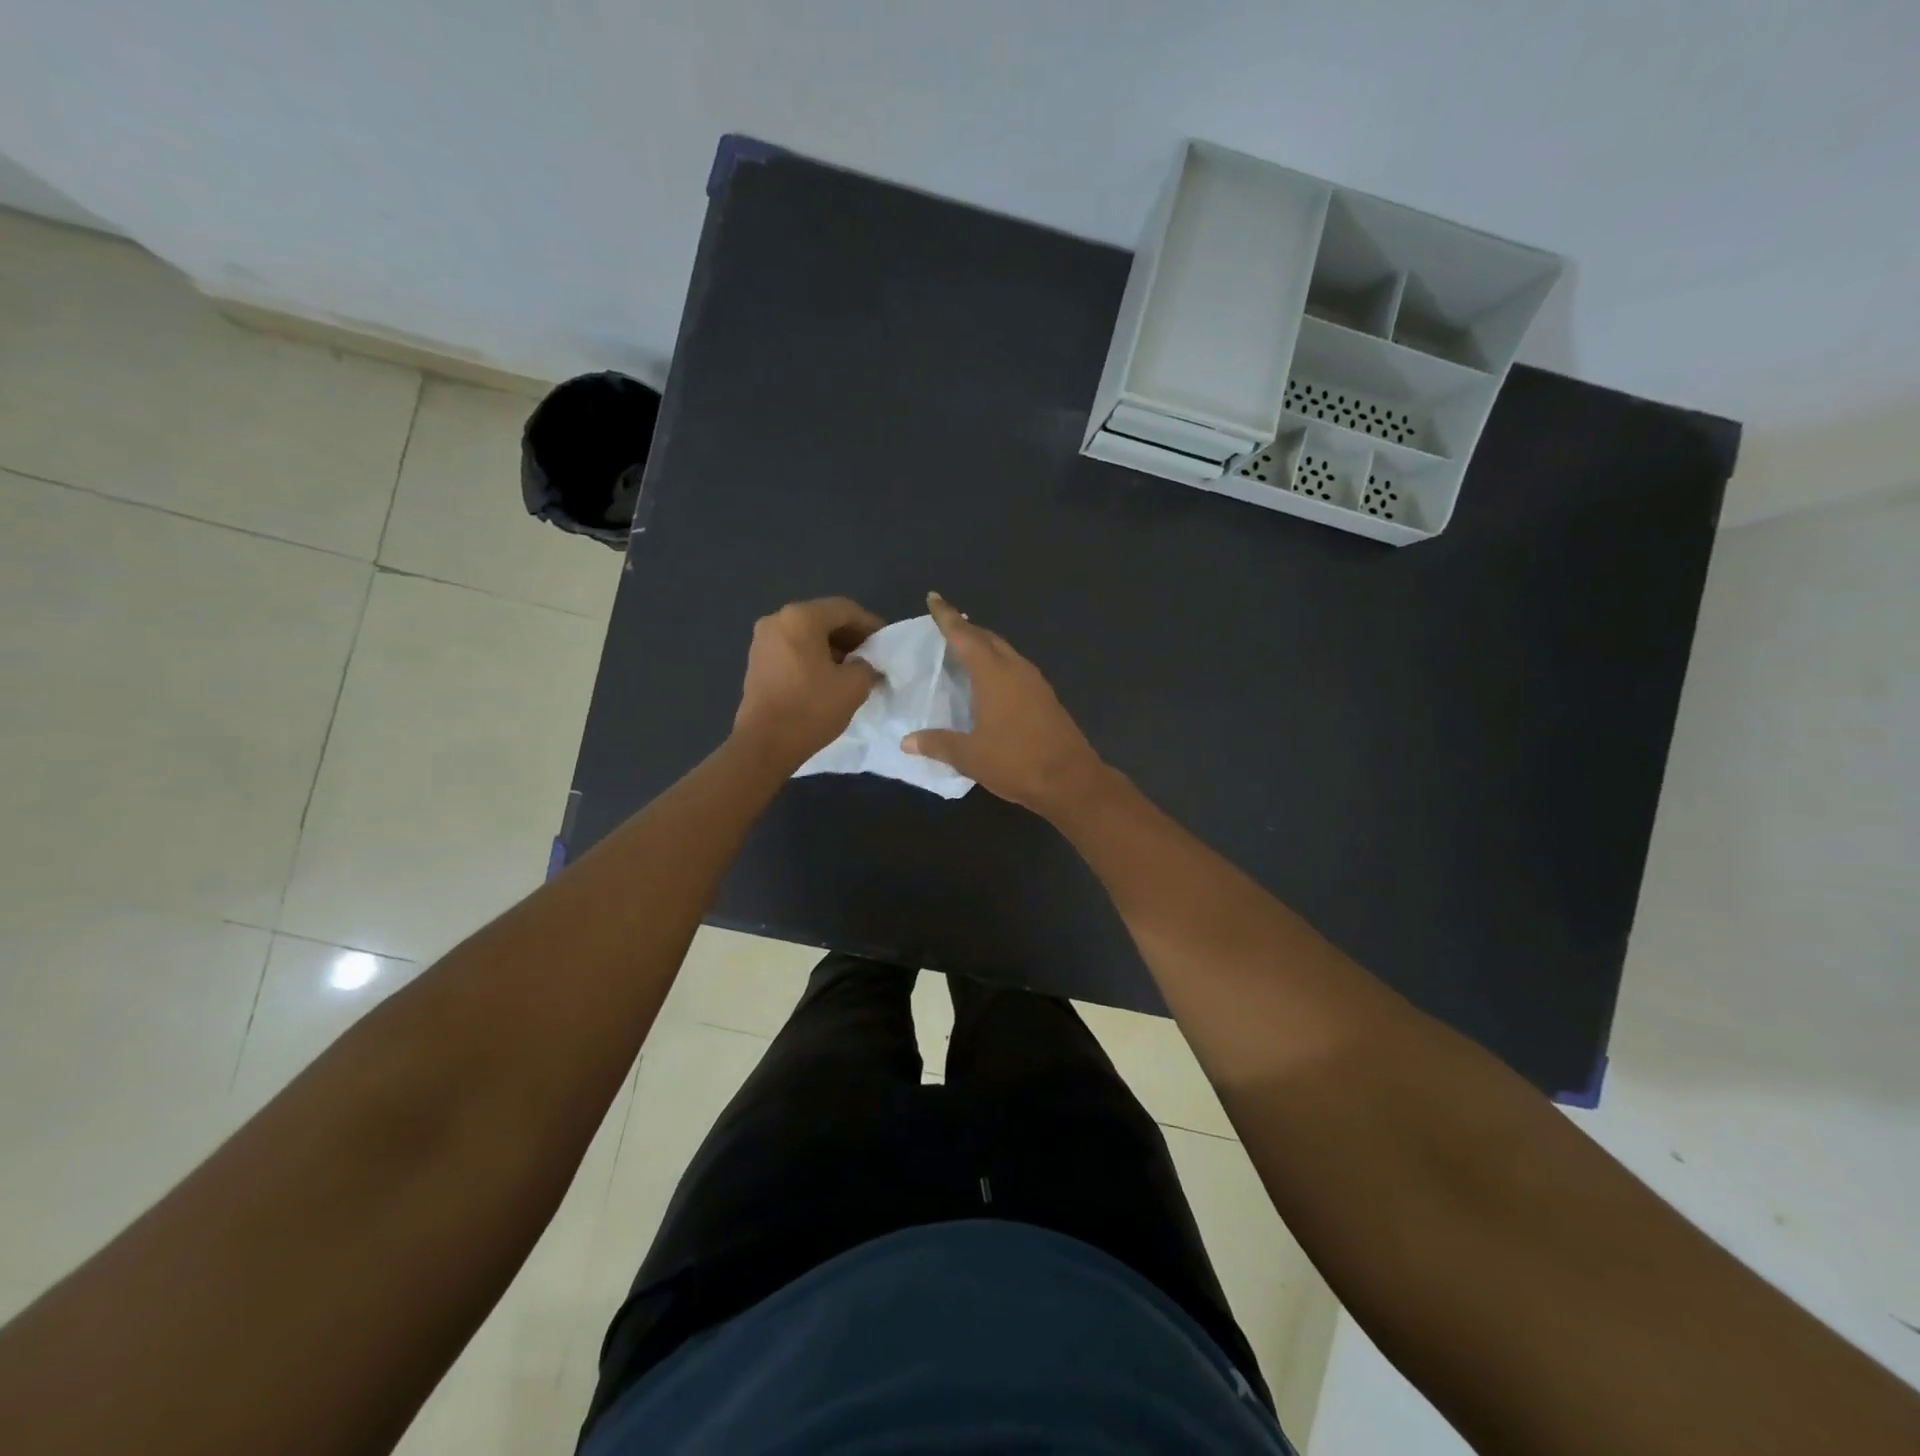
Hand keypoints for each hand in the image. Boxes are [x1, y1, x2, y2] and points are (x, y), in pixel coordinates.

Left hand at [733, 597, 884, 769]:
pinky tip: (828, 676)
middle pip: (823, 618)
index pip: (845, 610)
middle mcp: (778, 619)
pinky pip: (793, 648)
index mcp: (801, 617)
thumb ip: (868, 666)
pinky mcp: (757, 660)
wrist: (764, 744)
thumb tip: (866, 665)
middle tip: (872, 655)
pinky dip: (813, 656)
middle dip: (850, 635)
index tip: (886, 642)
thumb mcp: (854, 686)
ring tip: (853, 668)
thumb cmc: (811, 709)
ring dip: (832, 647)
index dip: (870, 624)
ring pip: (807, 634)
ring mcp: (763, 639)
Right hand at [903, 592, 1105, 817]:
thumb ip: (937, 744)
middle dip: (966, 629)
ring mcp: (1035, 682)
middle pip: (988, 639)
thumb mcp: (969, 756)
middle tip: (945, 626)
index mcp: (993, 674)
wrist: (1071, 780)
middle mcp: (1016, 669)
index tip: (934, 598)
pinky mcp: (1045, 698)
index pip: (964, 636)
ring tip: (965, 650)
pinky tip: (991, 681)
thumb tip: (907, 741)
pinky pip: (1016, 669)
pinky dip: (998, 665)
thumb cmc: (1016, 762)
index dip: (947, 617)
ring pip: (1005, 652)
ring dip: (985, 646)